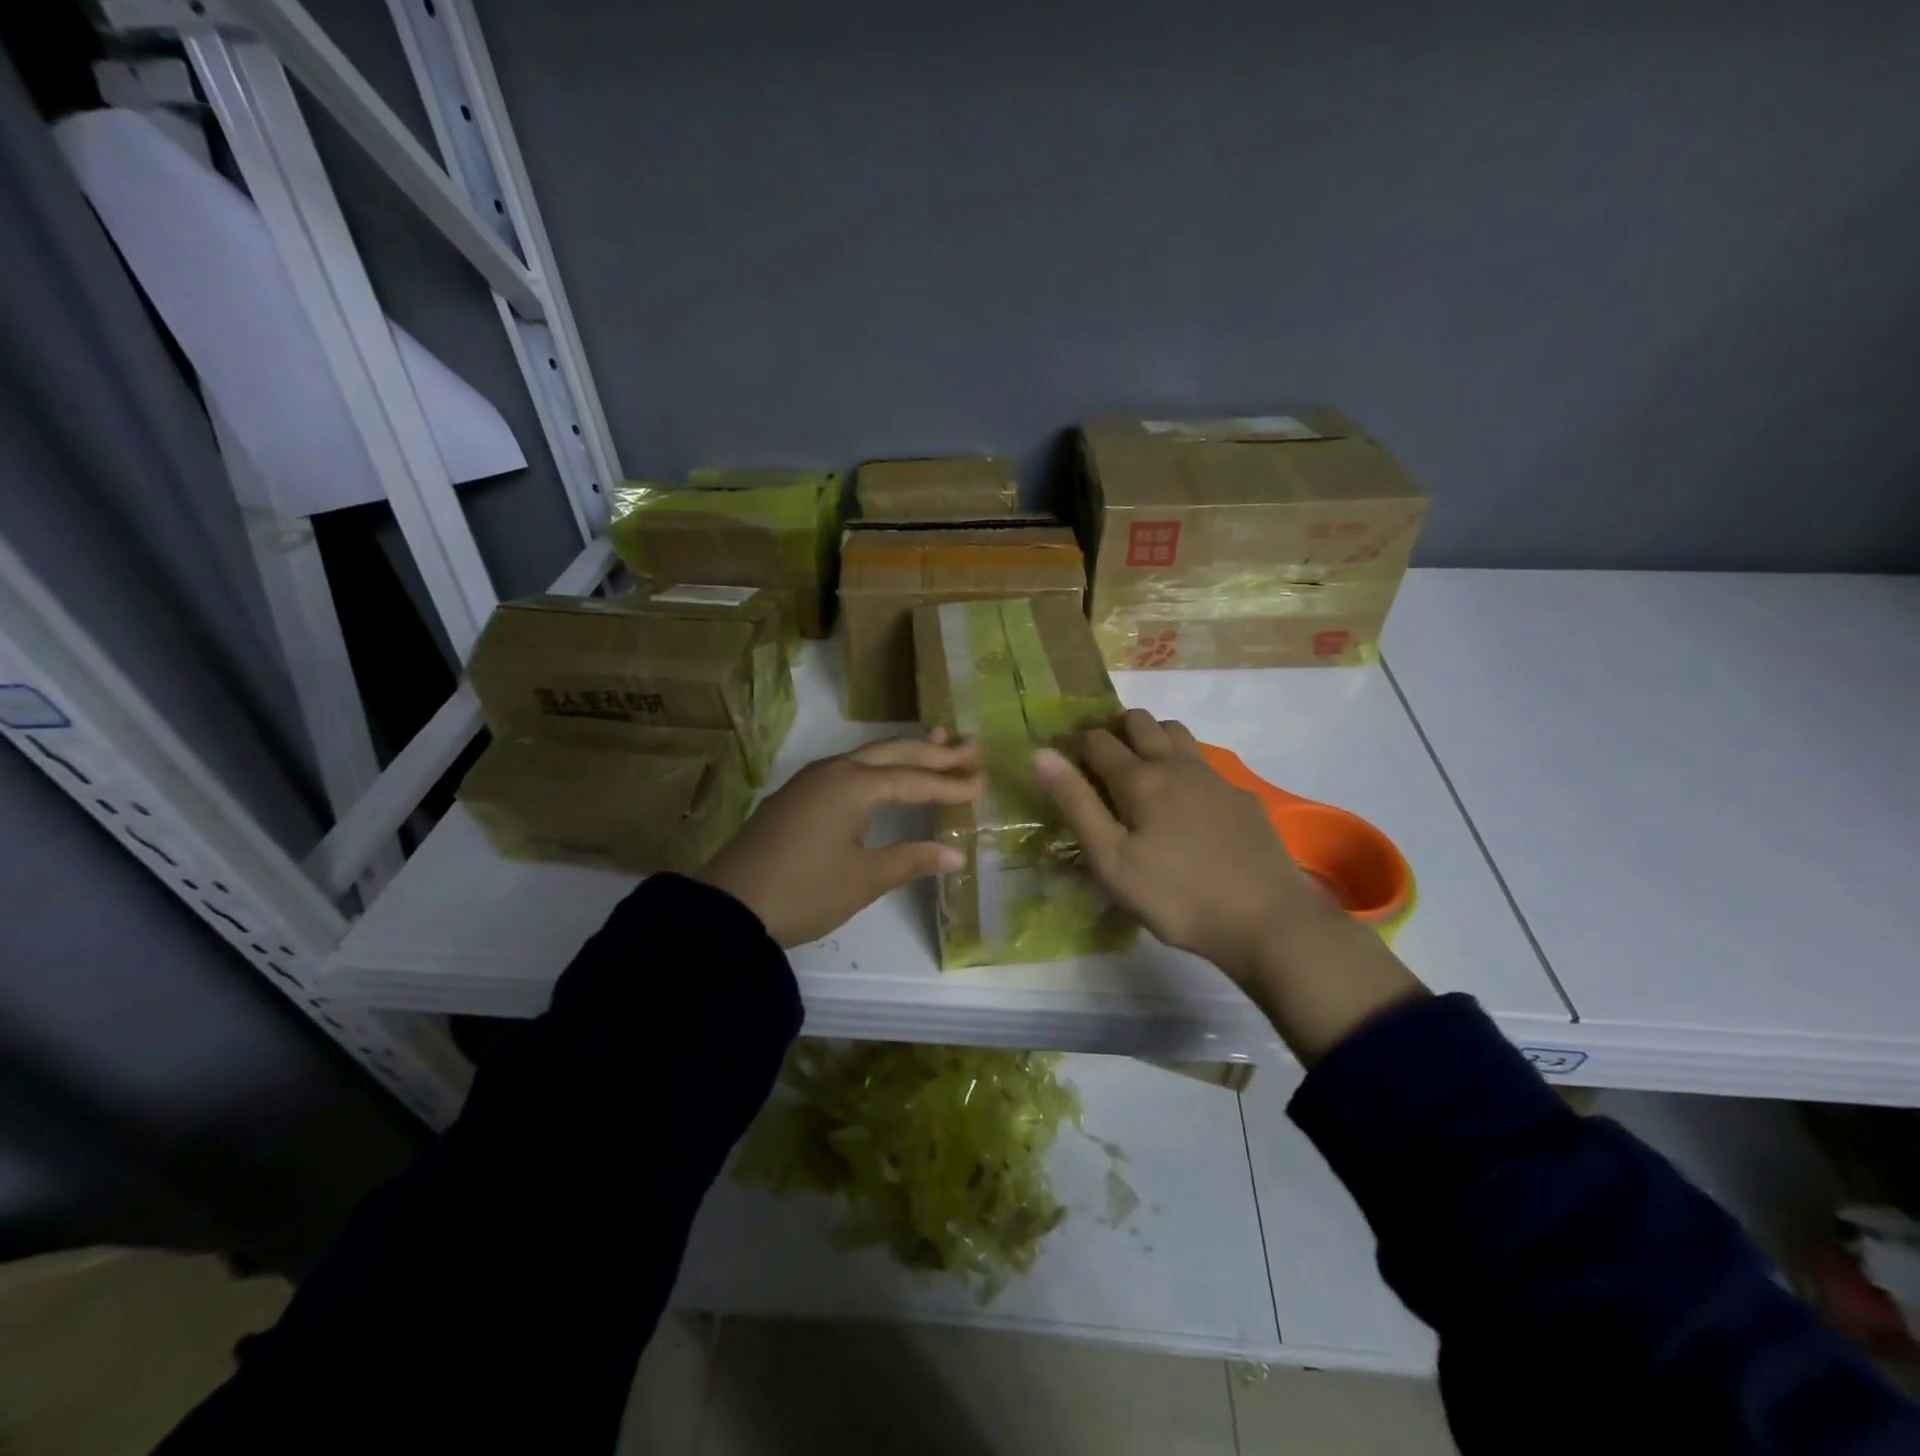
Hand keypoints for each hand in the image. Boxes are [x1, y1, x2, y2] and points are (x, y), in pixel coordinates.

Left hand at [697, 731, 982, 947]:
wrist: (728, 908)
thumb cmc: (804, 892)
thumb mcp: (863, 879)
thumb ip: (911, 860)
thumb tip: (955, 854)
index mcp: (854, 786)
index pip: (914, 780)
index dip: (950, 783)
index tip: (982, 782)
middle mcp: (833, 771)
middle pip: (892, 753)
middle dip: (933, 750)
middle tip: (969, 745)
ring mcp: (809, 781)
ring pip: (867, 756)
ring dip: (903, 752)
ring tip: (936, 741)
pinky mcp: (795, 797)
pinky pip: (847, 769)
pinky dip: (876, 766)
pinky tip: (882, 773)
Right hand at [1033, 710, 1316, 979]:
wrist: (1265, 920)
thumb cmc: (1175, 897)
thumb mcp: (1111, 860)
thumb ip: (1076, 804)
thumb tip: (1042, 753)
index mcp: (1138, 779)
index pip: (1097, 740)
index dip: (1075, 743)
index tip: (1065, 760)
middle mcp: (1175, 764)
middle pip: (1139, 721)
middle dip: (1114, 730)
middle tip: (1101, 762)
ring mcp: (1213, 777)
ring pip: (1176, 732)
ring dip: (1152, 738)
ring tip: (1141, 771)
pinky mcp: (1241, 796)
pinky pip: (1205, 763)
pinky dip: (1184, 766)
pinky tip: (1187, 803)